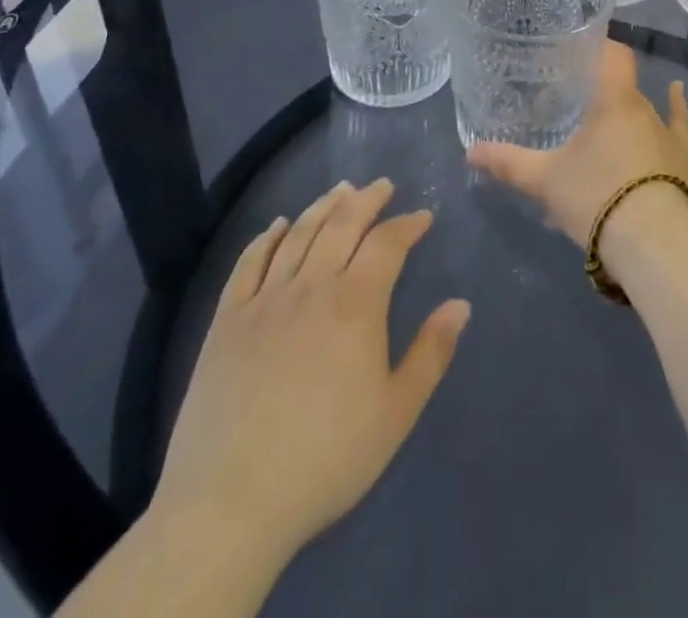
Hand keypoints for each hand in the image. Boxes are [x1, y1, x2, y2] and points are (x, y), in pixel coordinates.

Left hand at [150, 180, 469, 569]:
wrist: (229, 504)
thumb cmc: (326, 458)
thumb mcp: (396, 413)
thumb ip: (431, 353)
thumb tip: (460, 304)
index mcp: (356, 304)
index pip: (387, 243)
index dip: (407, 224)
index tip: (422, 216)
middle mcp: (311, 287)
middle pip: (342, 225)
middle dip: (367, 200)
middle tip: (382, 185)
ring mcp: (264, 301)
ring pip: (298, 235)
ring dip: (323, 207)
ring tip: (340, 190)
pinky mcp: (226, 322)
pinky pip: (248, 264)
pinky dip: (266, 238)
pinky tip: (278, 225)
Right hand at [466, 41, 687, 251]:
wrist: (653, 243)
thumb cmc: (596, 196)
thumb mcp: (545, 180)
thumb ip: (508, 162)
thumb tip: (471, 151)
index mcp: (614, 99)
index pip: (612, 53)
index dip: (597, 45)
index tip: (575, 47)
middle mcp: (643, 107)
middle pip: (620, 85)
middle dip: (597, 87)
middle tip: (571, 95)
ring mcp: (667, 132)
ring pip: (641, 109)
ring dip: (622, 110)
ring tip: (601, 115)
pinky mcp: (682, 158)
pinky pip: (678, 123)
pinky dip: (676, 106)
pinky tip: (678, 92)